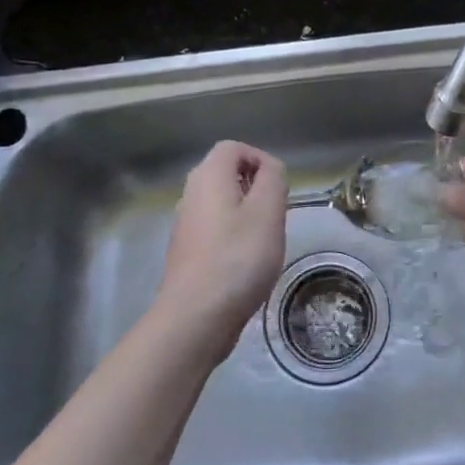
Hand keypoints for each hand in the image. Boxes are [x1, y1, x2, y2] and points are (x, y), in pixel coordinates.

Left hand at [157, 141, 287, 362]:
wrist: (196, 316)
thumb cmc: (238, 257)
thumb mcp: (268, 211)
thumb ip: (273, 179)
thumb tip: (269, 169)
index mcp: (208, 177)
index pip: (233, 148)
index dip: (260, 159)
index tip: (278, 187)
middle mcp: (190, 194)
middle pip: (226, 175)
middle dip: (256, 188)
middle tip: (275, 215)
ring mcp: (185, 225)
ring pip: (222, 204)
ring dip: (246, 215)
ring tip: (264, 241)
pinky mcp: (186, 253)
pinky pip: (214, 230)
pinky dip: (233, 238)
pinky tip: (246, 265)